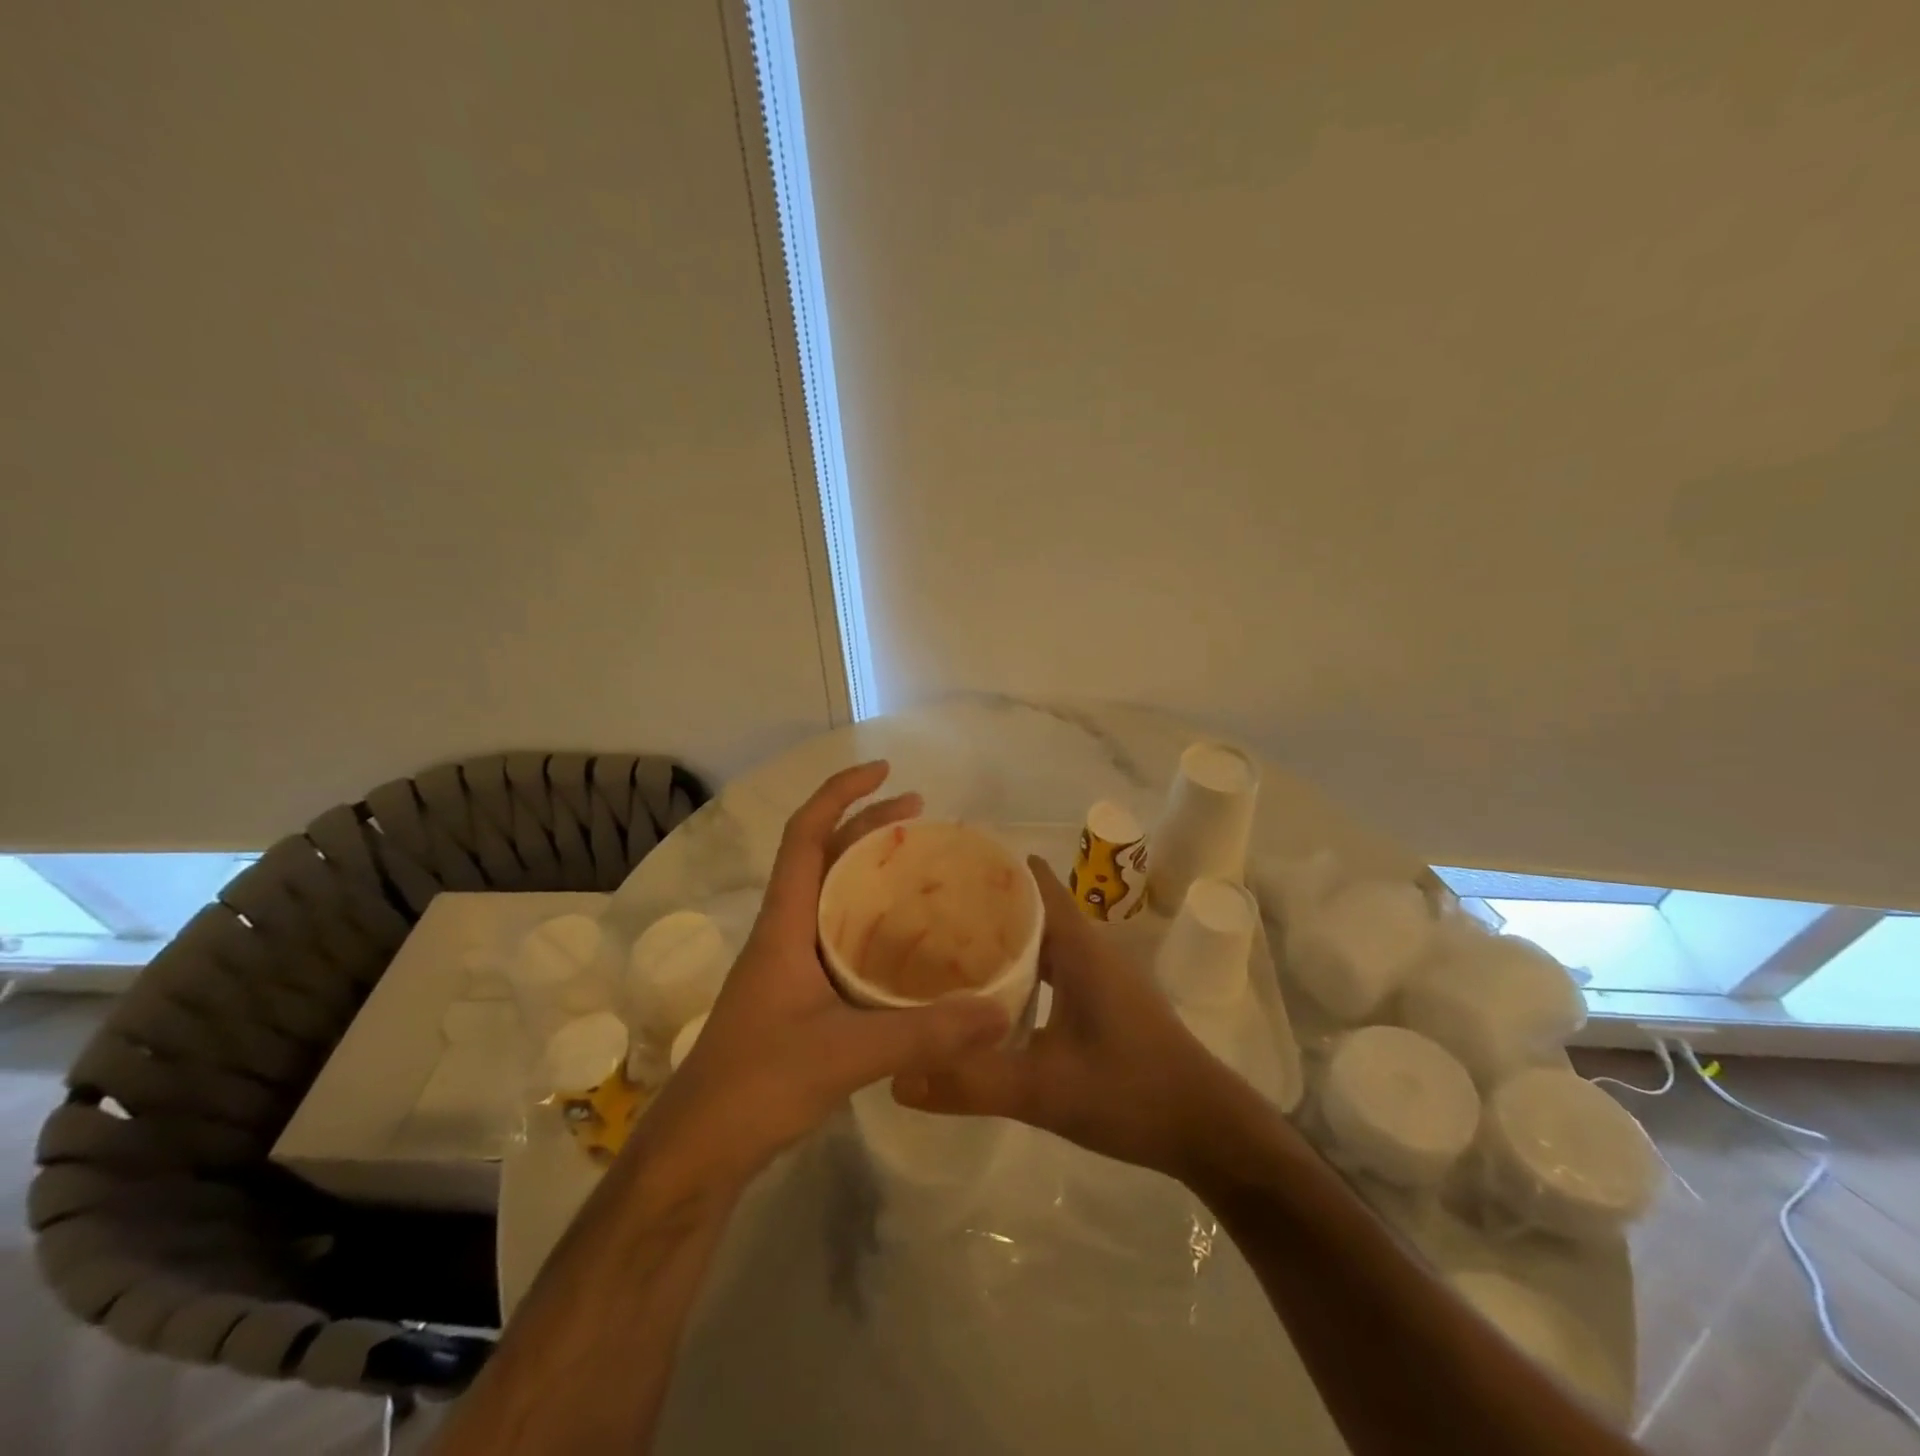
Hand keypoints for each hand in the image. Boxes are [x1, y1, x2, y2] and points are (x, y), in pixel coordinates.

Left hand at [631, 762, 1010, 1199]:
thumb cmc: (757, 1084)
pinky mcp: (797, 996)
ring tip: (918, 866)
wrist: (698, 1150)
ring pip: (831, 897)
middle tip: (920, 814)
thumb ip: (925, 1033)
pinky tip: (906, 943)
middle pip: (822, 857)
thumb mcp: (847, 1054)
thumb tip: (999, 1012)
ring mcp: (788, 965)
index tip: (885, 772)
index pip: (806, 835)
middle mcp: (784, 932)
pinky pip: (839, 937)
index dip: (840, 794)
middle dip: (867, 825)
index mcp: (784, 924)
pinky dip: (871, 922)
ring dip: (869, 872)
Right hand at [893, 857, 1234, 1181]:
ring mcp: (1100, 975)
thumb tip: (898, 1076)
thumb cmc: (1131, 1091)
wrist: (1207, 1129)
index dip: (990, 869)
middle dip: (982, 906)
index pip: (1031, 882)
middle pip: (1030, 908)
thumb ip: (971, 1082)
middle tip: (923, 912)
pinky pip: (1052, 967)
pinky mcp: (1104, 1001)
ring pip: (1041, 940)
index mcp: (1078, 946)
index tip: (941, 868)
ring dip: (1001, 939)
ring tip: (945, 947)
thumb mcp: (1044, 1090)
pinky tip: (990, 995)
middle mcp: (1089, 948)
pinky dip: (1021, 969)